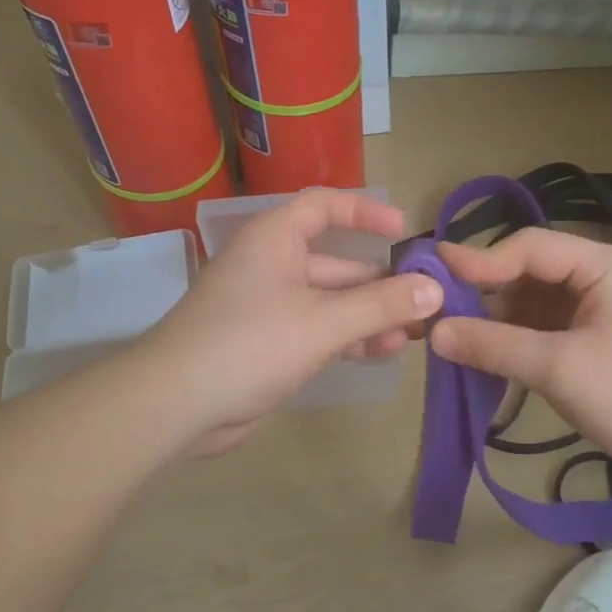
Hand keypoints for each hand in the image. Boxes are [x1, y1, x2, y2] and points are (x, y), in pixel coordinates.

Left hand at [144, 191, 440, 454]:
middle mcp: (273, 265)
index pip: (324, 206)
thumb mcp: (323, 322)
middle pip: (337, 262)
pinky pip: (320, 331)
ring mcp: (271, 308)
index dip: (364, 211)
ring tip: (415, 334)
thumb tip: (434, 290)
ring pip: (332, 302)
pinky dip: (349, 339)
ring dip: (371, 316)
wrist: (177, 404)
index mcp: (275, 239)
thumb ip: (381, 305)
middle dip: (382, 282)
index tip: (403, 230)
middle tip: (427, 301)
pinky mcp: (271, 345)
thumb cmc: (249, 344)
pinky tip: (383, 352)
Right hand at [429, 228, 611, 492]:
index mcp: (603, 265)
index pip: (529, 247)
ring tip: (455, 341)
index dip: (479, 260)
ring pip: (535, 303)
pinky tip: (489, 359)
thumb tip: (434, 333)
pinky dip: (518, 341)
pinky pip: (547, 329)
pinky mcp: (600, 340)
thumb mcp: (560, 370)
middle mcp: (602, 277)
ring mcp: (602, 309)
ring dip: (499, 321)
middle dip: (486, 293)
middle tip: (436, 314)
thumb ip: (495, 346)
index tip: (431, 275)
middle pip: (530, 272)